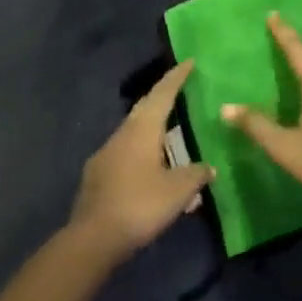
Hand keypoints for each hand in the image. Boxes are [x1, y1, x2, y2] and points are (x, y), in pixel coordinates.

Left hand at [70, 62, 214, 258]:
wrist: (92, 239)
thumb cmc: (140, 205)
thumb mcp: (178, 190)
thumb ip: (196, 174)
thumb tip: (209, 168)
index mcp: (142, 130)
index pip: (162, 94)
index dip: (176, 78)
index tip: (188, 61)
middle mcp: (121, 135)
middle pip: (145, 109)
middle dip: (162, 98)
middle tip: (180, 91)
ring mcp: (106, 156)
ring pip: (133, 133)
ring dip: (152, 130)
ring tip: (171, 136)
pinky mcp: (97, 177)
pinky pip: (125, 155)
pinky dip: (142, 154)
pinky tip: (152, 171)